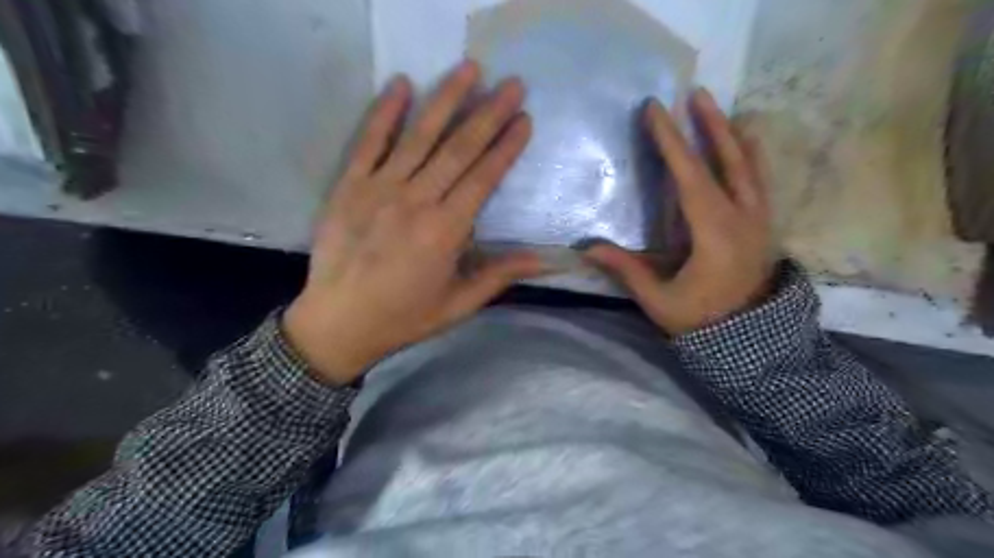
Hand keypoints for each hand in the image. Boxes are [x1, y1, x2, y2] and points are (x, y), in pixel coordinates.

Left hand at [282, 60, 547, 382]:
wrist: (338, 322)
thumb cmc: (404, 317)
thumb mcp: (459, 304)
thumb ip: (500, 275)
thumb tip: (545, 259)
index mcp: (445, 231)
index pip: (483, 178)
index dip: (506, 147)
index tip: (524, 119)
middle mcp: (416, 200)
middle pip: (458, 149)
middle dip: (488, 114)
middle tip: (512, 84)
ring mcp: (379, 188)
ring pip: (419, 136)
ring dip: (447, 100)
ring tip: (470, 69)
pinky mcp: (349, 185)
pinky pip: (369, 141)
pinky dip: (385, 112)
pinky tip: (402, 84)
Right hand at [584, 89, 775, 335]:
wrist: (751, 342)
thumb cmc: (702, 321)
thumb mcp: (660, 300)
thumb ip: (627, 270)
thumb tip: (587, 248)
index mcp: (715, 234)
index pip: (690, 177)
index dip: (671, 142)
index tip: (656, 110)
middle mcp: (743, 218)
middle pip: (728, 161)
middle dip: (710, 125)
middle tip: (696, 94)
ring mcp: (759, 220)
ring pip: (749, 167)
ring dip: (732, 136)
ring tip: (720, 110)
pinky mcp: (764, 226)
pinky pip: (759, 181)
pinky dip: (750, 157)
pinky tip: (745, 145)